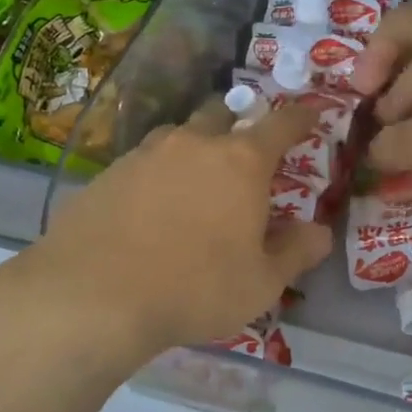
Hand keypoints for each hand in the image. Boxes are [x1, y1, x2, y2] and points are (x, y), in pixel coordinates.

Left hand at [0, 102, 332, 384]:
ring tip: (196, 178)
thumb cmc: (195, 288)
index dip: (300, 118)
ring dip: (195, 146)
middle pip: (222, 113)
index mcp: (242, 162)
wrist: (91, 299)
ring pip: (178, 134)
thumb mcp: (262, 283)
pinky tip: (151, 207)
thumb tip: (320, 232)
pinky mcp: (106, 175)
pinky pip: (142, 162)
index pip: (281, 124)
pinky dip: (157, 174)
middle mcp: (194, 144)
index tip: (310, 117)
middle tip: (246, 150)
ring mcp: (145, 155)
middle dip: (240, 122)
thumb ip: (296, 252)